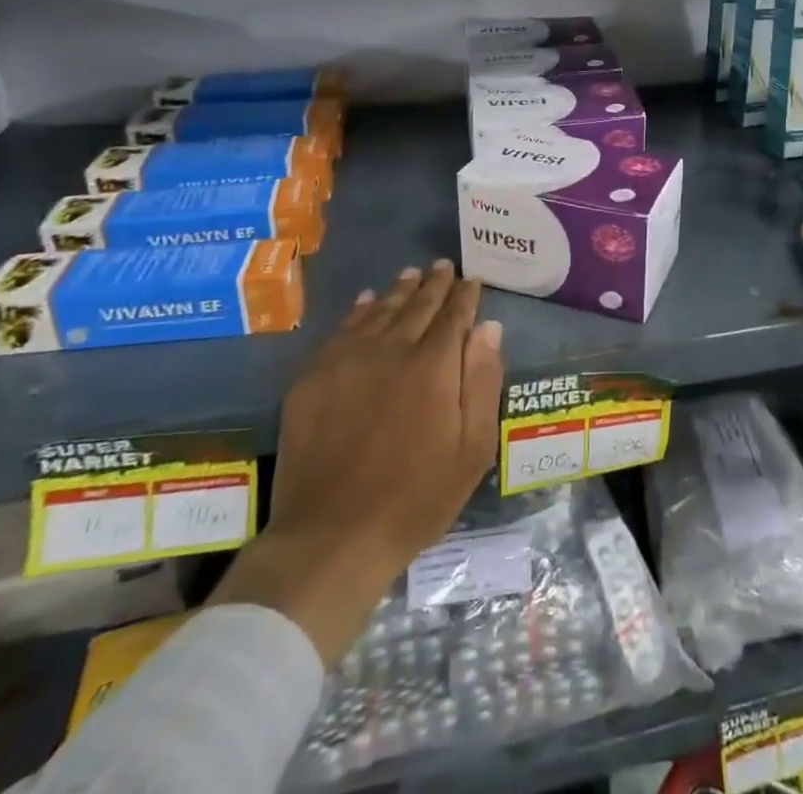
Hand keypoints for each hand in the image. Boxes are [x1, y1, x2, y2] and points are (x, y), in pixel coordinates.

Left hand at [212, 262, 503, 661]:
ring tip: (411, 275)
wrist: (331, 537)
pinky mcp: (313, 377)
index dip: (465, 295)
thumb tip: (489, 327)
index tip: (472, 279)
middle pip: (417, 305)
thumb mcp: (472, 448)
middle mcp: (392, 349)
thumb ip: (483, 381)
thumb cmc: (416, 497)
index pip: (454, 315)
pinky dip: (359, 310)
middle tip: (443, 266)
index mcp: (434, 365)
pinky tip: (366, 302)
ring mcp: (347, 360)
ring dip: (399, 291)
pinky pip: (342, 330)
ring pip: (380, 311)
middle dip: (434, 283)